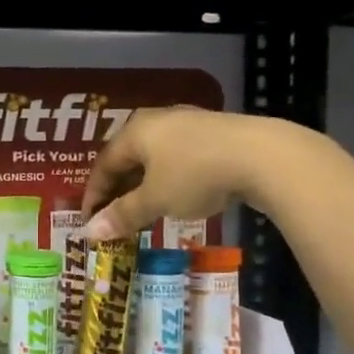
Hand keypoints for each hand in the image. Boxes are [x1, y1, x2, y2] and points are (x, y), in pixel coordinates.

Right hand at [81, 106, 262, 239]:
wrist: (263, 156)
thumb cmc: (195, 175)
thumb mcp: (155, 200)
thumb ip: (122, 215)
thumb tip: (89, 233)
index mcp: (135, 131)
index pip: (103, 164)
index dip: (94, 194)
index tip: (90, 221)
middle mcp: (158, 120)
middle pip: (129, 158)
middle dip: (119, 189)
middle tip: (115, 217)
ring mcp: (190, 123)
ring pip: (156, 157)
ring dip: (145, 185)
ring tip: (145, 210)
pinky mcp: (217, 133)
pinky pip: (180, 157)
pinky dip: (170, 178)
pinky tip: (179, 195)